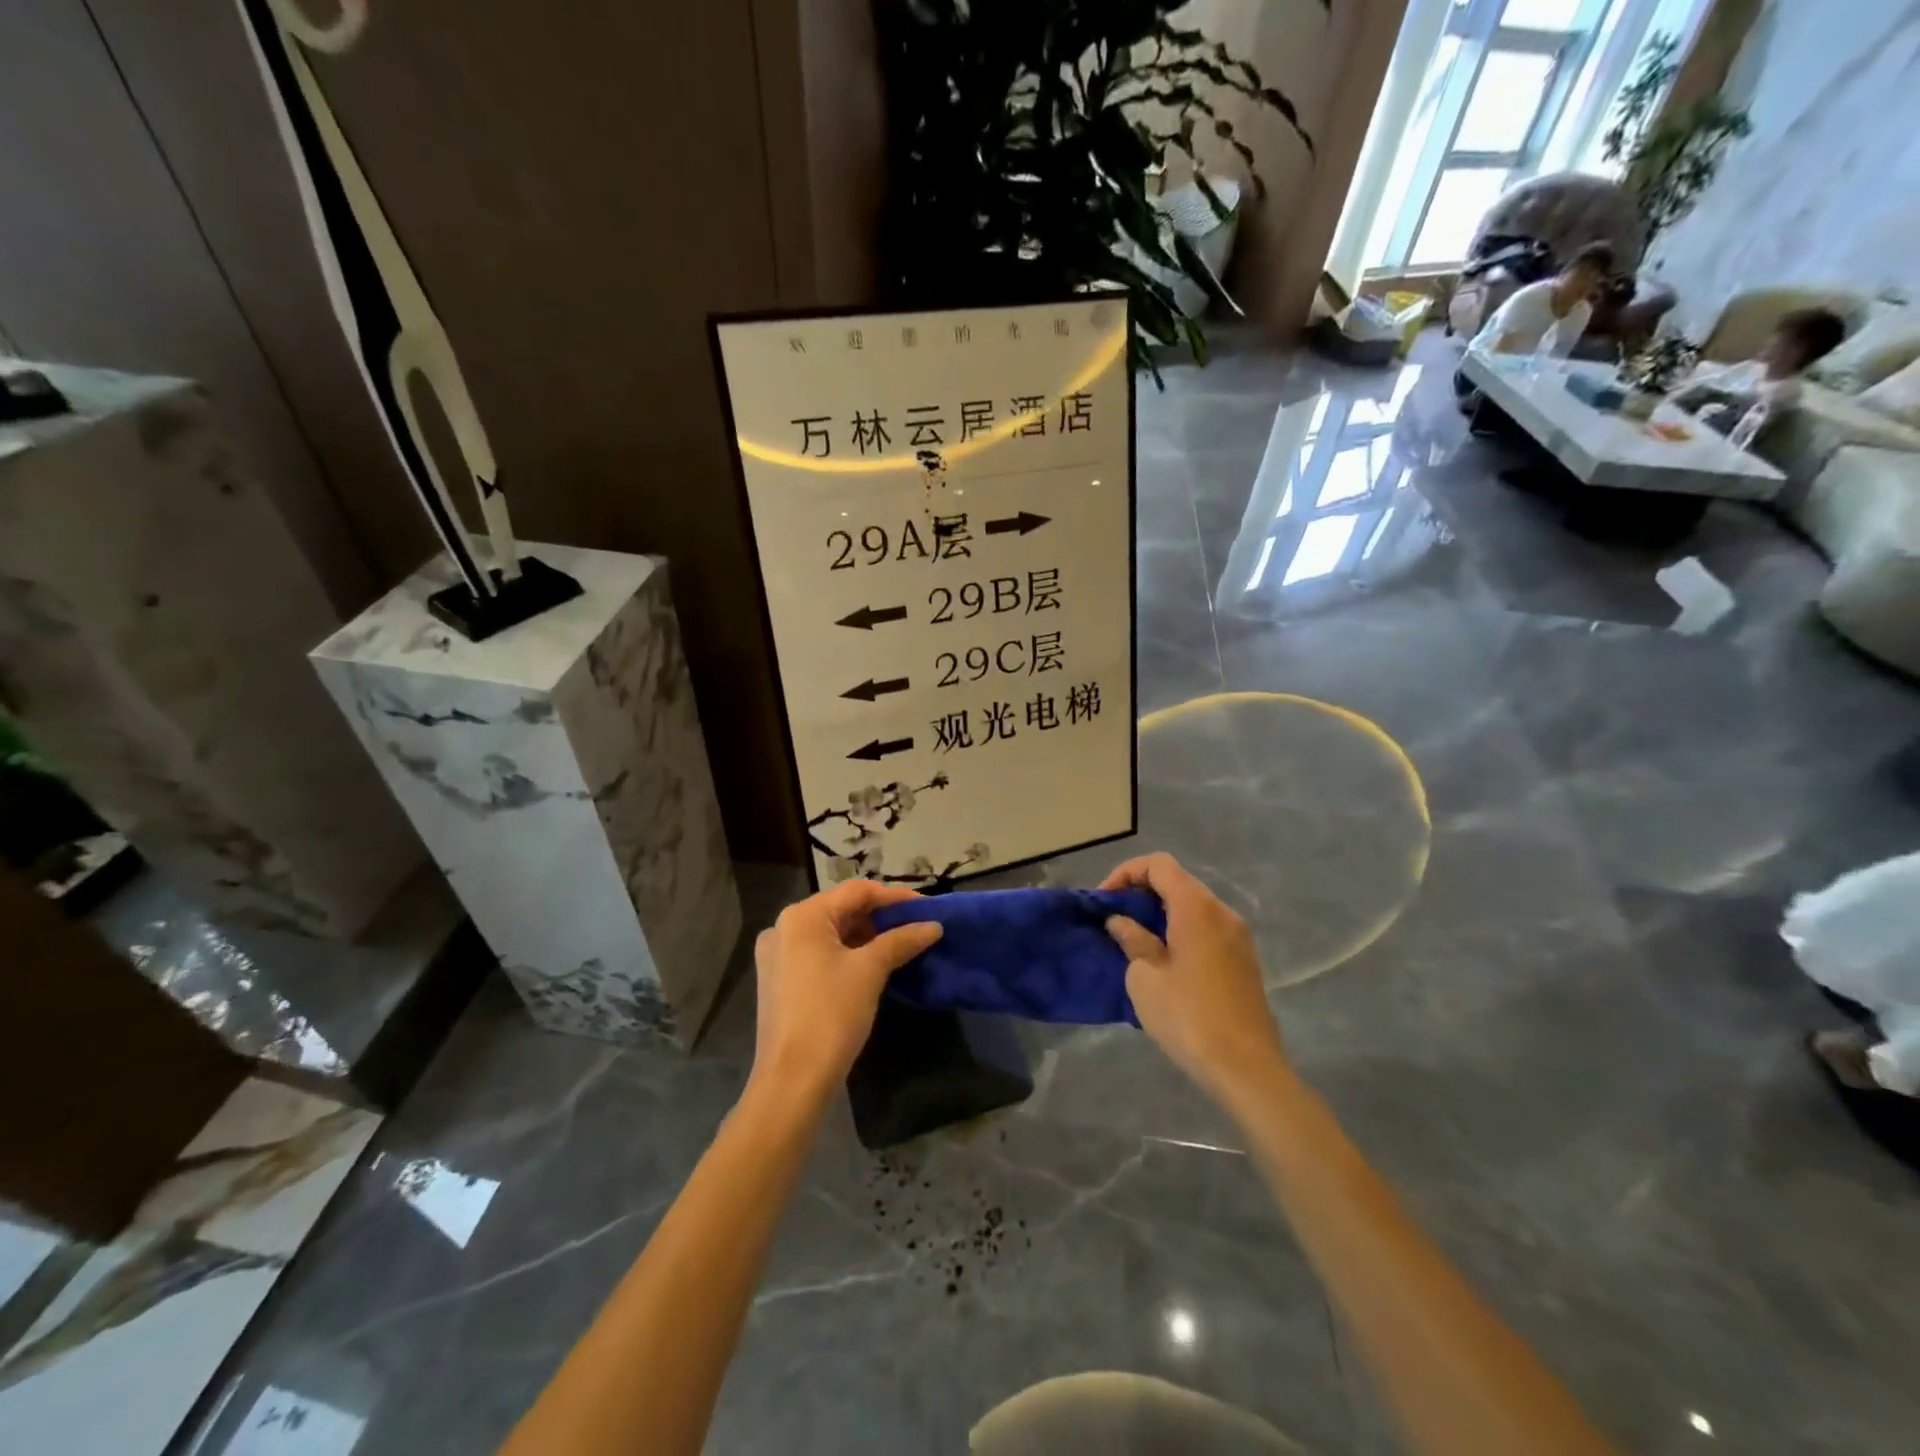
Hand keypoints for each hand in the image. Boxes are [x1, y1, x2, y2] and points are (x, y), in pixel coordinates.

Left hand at [749, 880, 941, 1100]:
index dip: (895, 897)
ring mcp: (778, 955)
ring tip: (901, 945)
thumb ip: (902, 940)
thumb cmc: (832, 1014)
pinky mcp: (779, 980)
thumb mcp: (871, 971)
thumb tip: (934, 925)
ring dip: (866, 936)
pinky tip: (873, 966)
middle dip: (881, 917)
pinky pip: (819, 954)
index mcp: (803, 916)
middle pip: (841, 909)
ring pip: (831, 933)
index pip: (857, 891)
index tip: (928, 908)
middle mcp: (784, 927)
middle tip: (917, 926)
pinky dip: (847, 954)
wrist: (793, 1080)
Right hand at [1101, 853, 1286, 1102]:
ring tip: (1133, 941)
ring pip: (1193, 907)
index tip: (1105, 900)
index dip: (1126, 873)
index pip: (1159, 865)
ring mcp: (1238, 937)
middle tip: (1114, 920)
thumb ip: (1132, 939)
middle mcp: (1222, 912)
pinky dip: (1180, 931)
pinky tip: (1162, 961)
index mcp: (1197, 907)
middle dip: (1142, 893)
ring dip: (1161, 914)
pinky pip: (1206, 929)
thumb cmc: (1188, 1016)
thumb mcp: (1145, 977)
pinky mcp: (1244, 961)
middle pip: (1178, 882)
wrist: (1246, 1068)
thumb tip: (1122, 922)